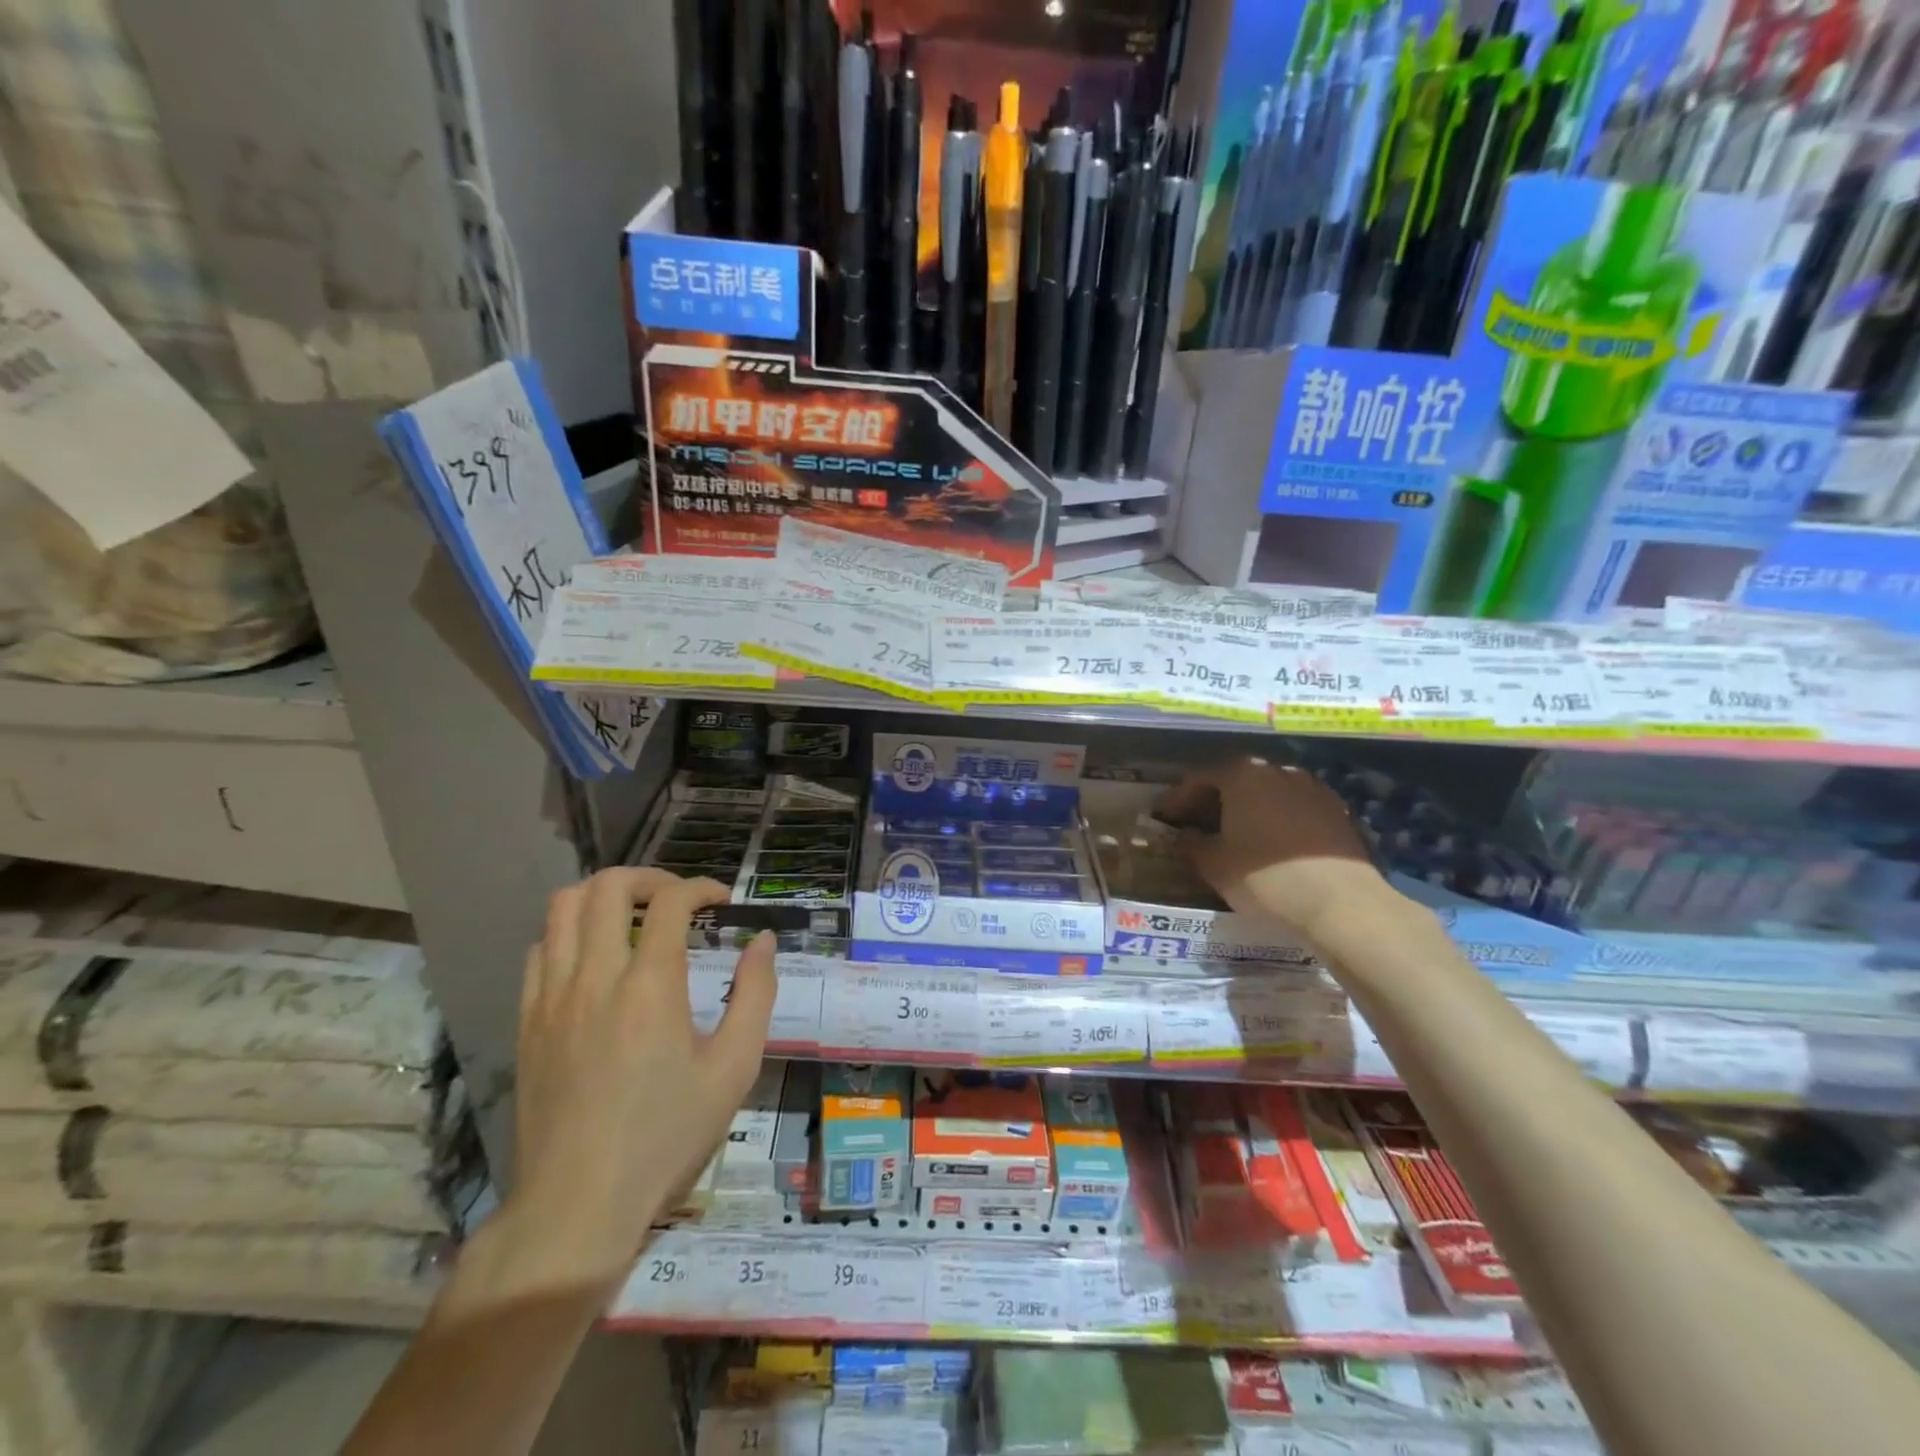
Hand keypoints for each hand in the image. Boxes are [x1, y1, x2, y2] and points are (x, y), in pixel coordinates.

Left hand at [503, 869, 775, 1292]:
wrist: (577, 1205)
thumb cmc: (666, 1136)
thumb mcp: (734, 1068)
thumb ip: (755, 994)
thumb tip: (763, 941)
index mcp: (650, 986)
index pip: (672, 901)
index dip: (703, 888)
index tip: (723, 903)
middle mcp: (595, 976)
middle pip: (608, 886)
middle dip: (650, 877)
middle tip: (678, 900)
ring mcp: (552, 997)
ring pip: (562, 908)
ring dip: (604, 896)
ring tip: (636, 918)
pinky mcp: (527, 1021)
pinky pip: (539, 950)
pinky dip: (570, 934)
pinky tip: (595, 960)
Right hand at [1157, 757, 1387, 943]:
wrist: (1343, 904)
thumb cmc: (1266, 879)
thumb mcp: (1214, 865)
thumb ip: (1191, 844)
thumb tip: (1182, 835)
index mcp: (1241, 775)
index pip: (1198, 780)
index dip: (1176, 800)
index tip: (1163, 818)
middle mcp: (1276, 770)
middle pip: (1234, 781)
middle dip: (1212, 801)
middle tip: (1195, 825)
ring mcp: (1311, 788)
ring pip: (1266, 793)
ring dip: (1246, 809)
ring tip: (1233, 834)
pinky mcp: (1337, 810)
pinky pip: (1293, 808)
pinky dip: (1276, 819)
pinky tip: (1271, 844)